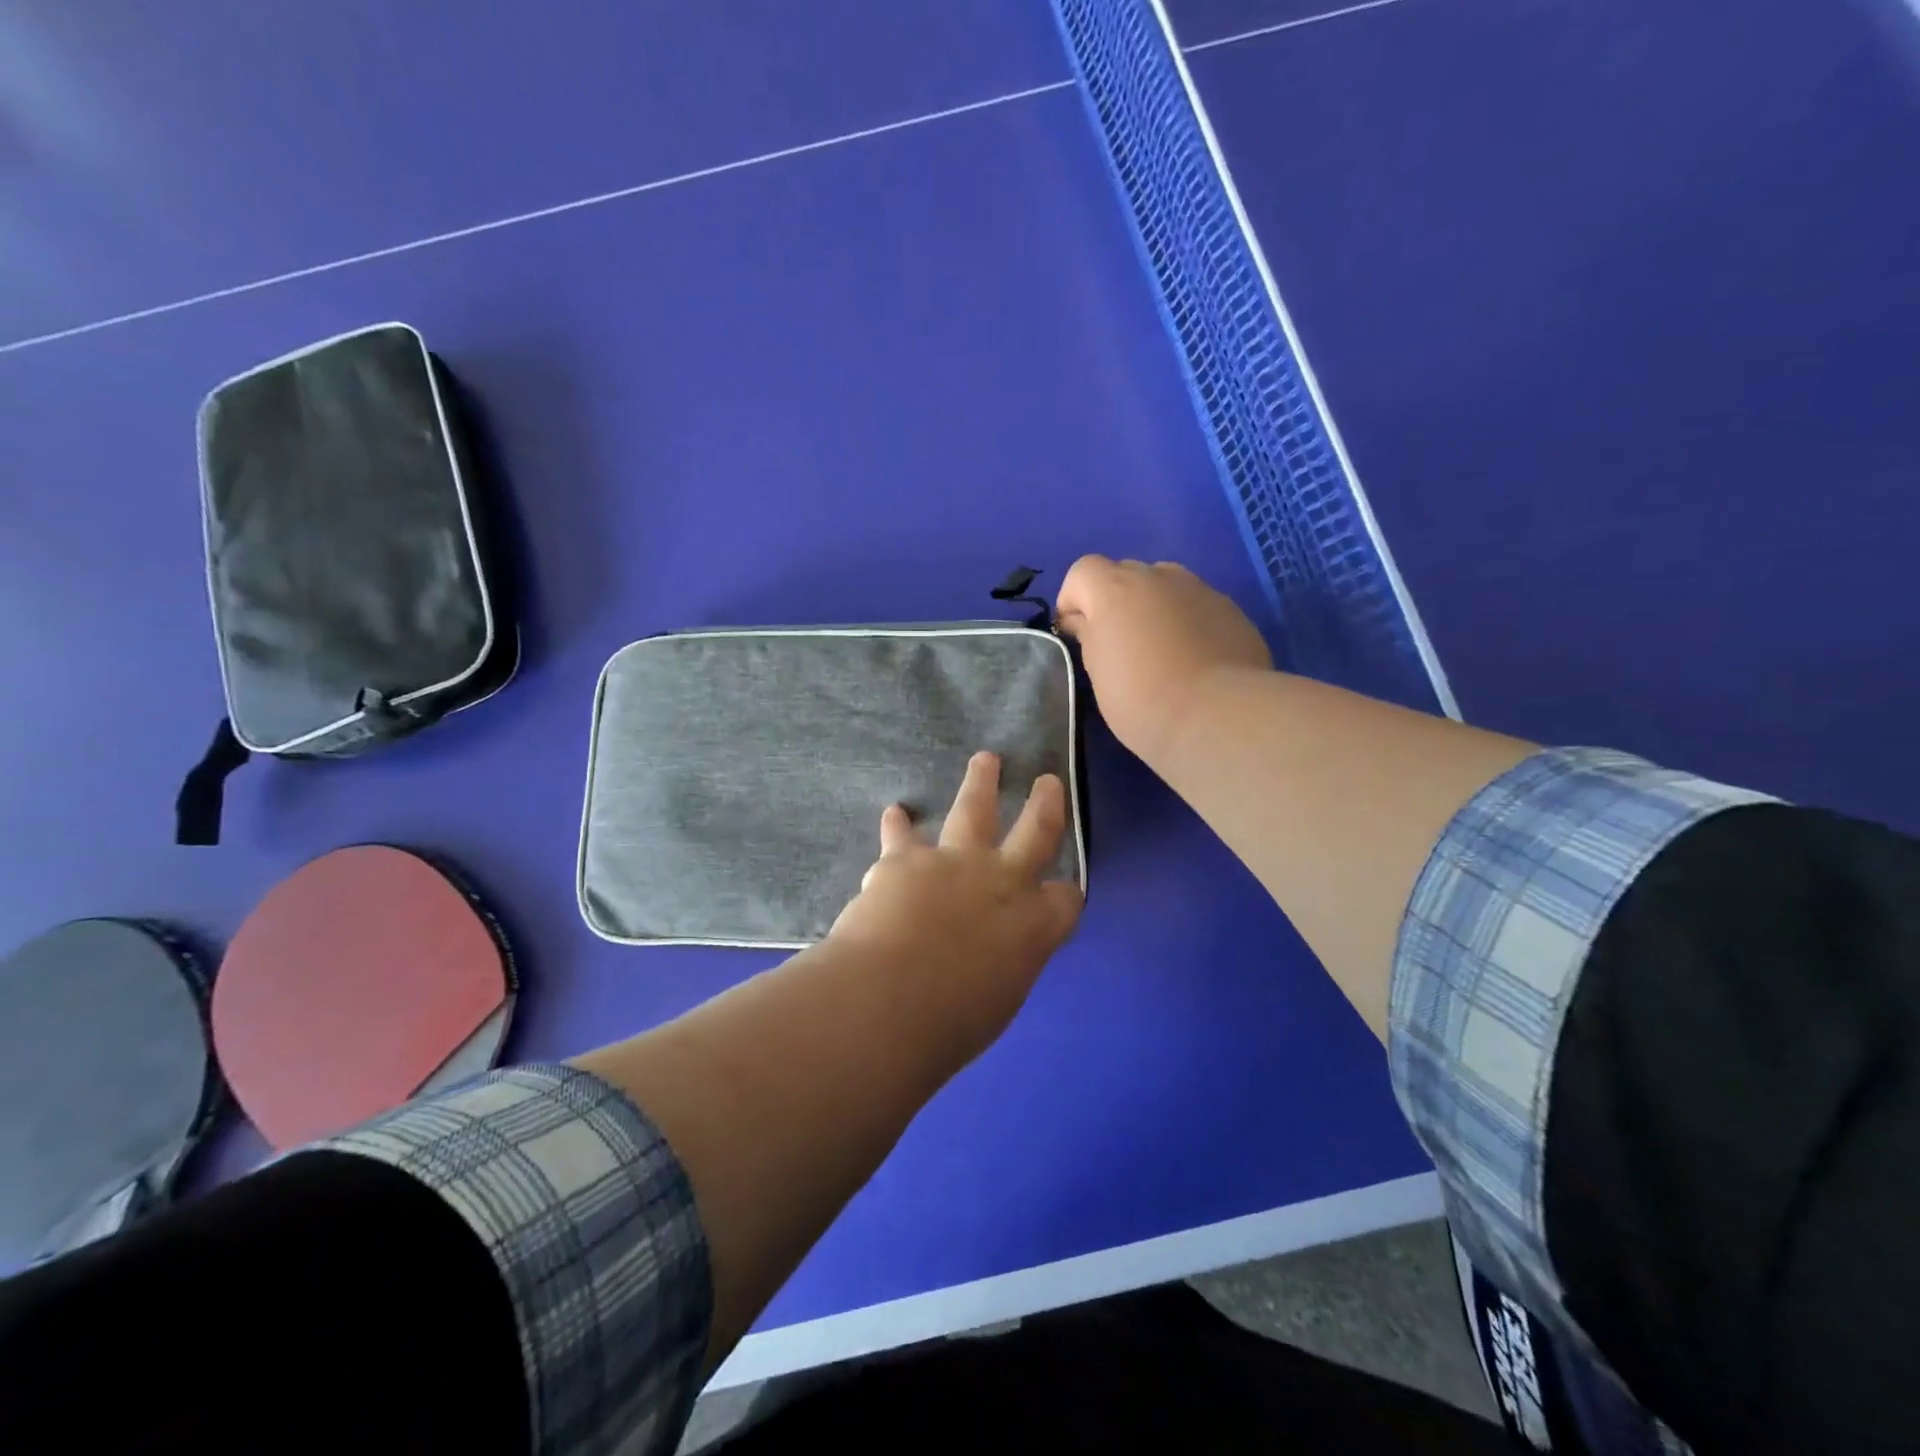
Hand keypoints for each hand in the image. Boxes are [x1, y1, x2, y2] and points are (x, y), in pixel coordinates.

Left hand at [829, 752, 1082, 1057]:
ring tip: (985, 760)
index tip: (1063, 891)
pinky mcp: (906, 859)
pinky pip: (903, 833)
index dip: (1066, 894)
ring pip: (975, 809)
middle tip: (1047, 780)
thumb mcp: (995, 1002)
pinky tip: (895, 812)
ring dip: (981, 782)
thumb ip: (1000, 966)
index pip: (1067, 899)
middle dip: (1045, 803)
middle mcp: (1003, 882)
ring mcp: (955, 862)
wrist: (888, 1000)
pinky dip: (898, 824)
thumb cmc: (949, 1024)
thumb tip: (989, 960)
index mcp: (1034, 925)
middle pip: (1036, 830)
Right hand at [1056, 555, 1273, 760]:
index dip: (1074, 599)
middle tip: (1119, 645)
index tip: (1076, 634)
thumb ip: (1089, 636)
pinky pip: (1196, 606)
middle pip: (1125, 574)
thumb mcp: (1098, 672)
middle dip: (1116, 602)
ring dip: (1154, 608)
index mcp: (1115, 589)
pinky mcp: (1230, 609)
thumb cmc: (1141, 699)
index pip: (1082, 571)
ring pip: (1165, 587)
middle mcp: (1157, 576)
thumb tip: (1085, 621)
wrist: (1218, 715)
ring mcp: (1199, 589)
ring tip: (1160, 651)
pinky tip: (1194, 660)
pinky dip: (1187, 623)